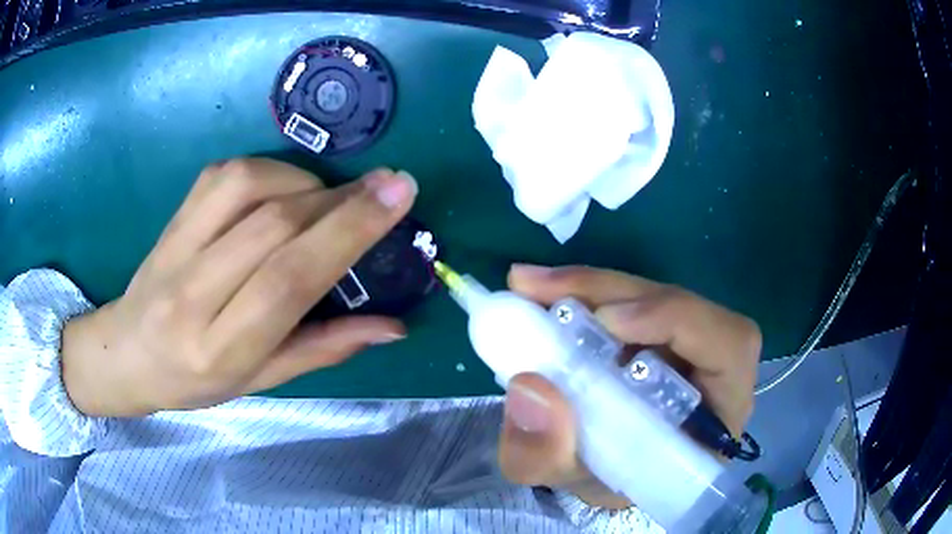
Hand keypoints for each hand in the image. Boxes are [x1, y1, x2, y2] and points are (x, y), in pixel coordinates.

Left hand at [61, 158, 417, 416]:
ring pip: (247, 186)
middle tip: (385, 188)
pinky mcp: (172, 217)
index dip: (348, 231)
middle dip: (340, 199)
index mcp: (221, 349)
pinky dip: (269, 170)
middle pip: (274, 225)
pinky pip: (224, 173)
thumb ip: (324, 349)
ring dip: (304, 182)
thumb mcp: (261, 381)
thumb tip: (394, 327)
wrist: (127, 353)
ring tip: (329, 198)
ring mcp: (175, 248)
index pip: (288, 280)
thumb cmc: (194, 380)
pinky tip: (284, 188)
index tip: (397, 194)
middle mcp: (193, 294)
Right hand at [499, 265, 760, 508]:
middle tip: (538, 288)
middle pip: (682, 306)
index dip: (678, 320)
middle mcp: (711, 367)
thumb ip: (545, 456)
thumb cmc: (607, 483)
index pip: (731, 347)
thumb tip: (530, 388)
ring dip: (591, 287)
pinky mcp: (656, 330)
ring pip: (650, 295)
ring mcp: (684, 342)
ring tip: (530, 287)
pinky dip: (586, 293)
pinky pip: (629, 299)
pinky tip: (544, 295)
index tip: (607, 322)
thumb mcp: (570, 482)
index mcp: (718, 414)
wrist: (606, 473)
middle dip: (611, 291)